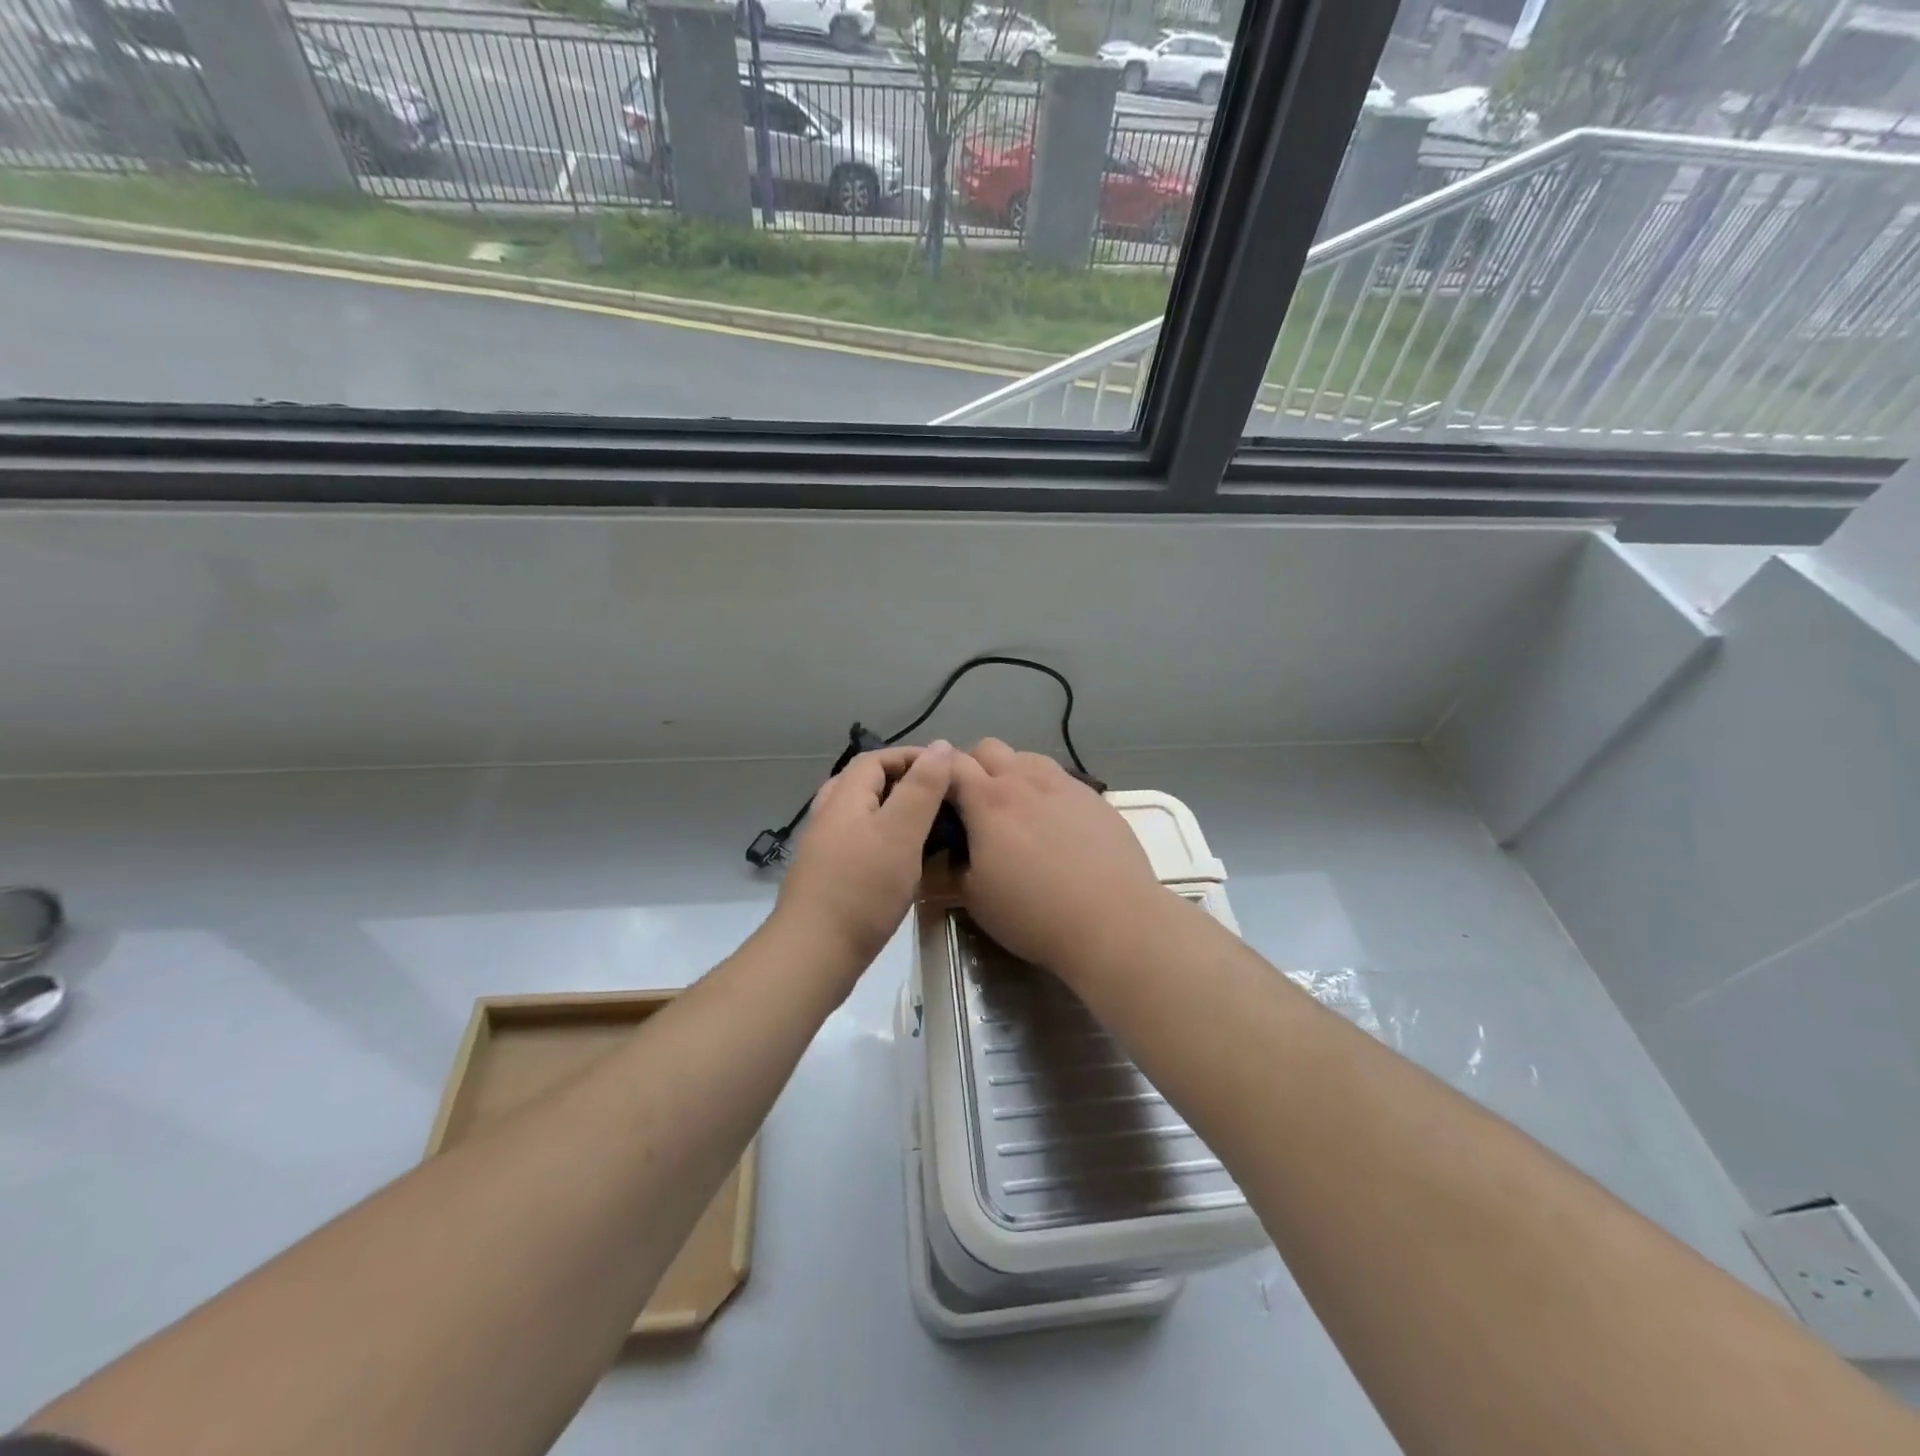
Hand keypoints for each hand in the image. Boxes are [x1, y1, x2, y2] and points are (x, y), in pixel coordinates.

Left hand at [774, 742, 954, 972]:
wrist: (814, 953)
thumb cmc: (862, 889)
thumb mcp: (900, 832)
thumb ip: (921, 788)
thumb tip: (940, 745)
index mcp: (844, 797)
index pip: (876, 759)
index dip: (911, 757)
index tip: (947, 770)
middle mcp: (828, 816)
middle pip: (864, 783)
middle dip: (902, 782)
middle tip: (938, 797)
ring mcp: (824, 848)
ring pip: (861, 814)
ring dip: (893, 811)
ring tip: (926, 827)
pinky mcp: (828, 877)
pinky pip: (860, 842)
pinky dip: (885, 839)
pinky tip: (903, 862)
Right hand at [948, 738, 1167, 984]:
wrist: (1113, 921)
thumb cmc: (1034, 913)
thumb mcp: (975, 897)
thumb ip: (957, 862)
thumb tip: (958, 847)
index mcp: (988, 801)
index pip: (951, 764)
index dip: (936, 774)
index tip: (934, 796)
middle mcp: (1025, 780)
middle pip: (988, 748)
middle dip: (972, 766)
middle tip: (972, 803)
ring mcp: (1064, 784)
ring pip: (1026, 757)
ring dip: (1011, 772)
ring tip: (1015, 810)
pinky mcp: (1094, 797)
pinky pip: (1059, 778)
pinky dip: (1044, 790)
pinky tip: (1053, 824)